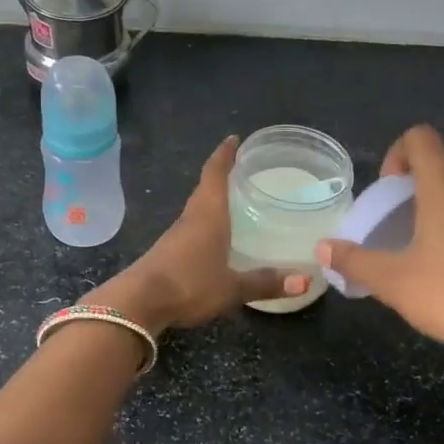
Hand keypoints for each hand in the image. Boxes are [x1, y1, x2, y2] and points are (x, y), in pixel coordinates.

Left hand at [88, 136, 306, 331]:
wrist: (138, 304)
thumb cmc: (189, 284)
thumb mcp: (232, 287)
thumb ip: (266, 282)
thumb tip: (306, 280)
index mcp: (208, 215)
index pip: (215, 174)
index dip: (224, 154)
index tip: (233, 139)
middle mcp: (190, 219)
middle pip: (205, 189)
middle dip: (221, 175)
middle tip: (241, 169)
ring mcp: (175, 237)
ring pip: (197, 210)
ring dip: (212, 201)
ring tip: (232, 201)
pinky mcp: (167, 254)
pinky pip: (191, 229)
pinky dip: (205, 224)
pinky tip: (214, 238)